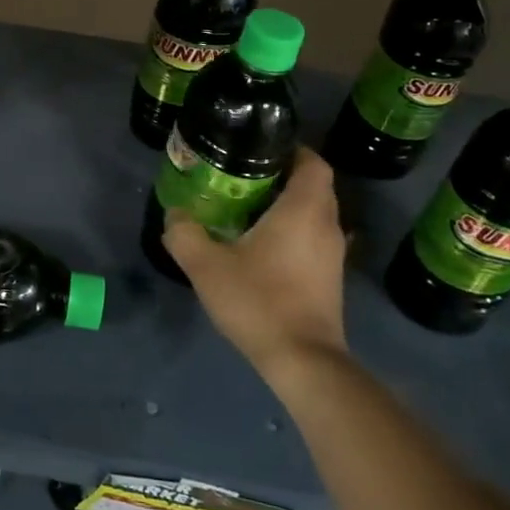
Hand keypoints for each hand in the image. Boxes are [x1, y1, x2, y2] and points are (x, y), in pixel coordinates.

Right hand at [164, 147, 348, 383]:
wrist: (303, 361)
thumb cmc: (259, 301)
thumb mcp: (206, 265)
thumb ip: (184, 234)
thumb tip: (175, 214)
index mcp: (303, 210)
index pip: (312, 162)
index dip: (290, 149)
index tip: (259, 148)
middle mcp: (327, 225)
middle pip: (314, 185)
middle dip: (283, 175)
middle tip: (244, 175)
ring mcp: (333, 254)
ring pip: (314, 213)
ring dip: (288, 204)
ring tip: (247, 207)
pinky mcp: (330, 278)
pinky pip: (313, 237)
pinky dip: (293, 230)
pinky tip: (261, 244)